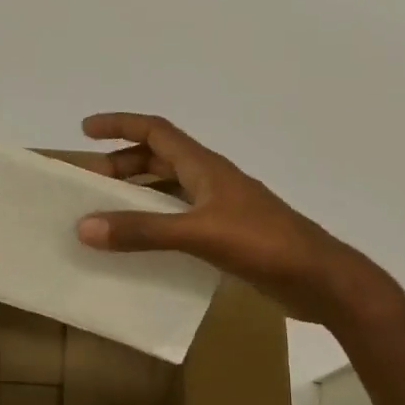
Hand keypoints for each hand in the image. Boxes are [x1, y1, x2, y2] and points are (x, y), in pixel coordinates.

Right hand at [75, 113, 385, 324]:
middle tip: (88, 183)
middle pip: (158, 161)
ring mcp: (220, 209)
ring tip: (105, 214)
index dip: (120, 125)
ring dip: (137, 196)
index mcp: (204, 167)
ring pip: (168, 192)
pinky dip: (154, 225)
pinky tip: (139, 248)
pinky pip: (179, 221)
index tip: (86, 130)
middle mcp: (209, 181)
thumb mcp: (198, 233)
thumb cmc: (263, 244)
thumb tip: (85, 226)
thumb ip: (143, 231)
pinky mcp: (226, 237)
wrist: (319, 279)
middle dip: (122, 165)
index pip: (156, 131)